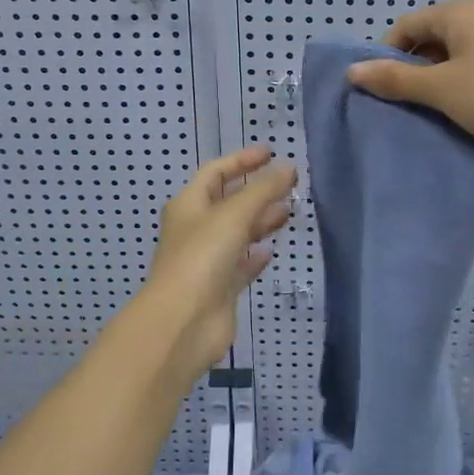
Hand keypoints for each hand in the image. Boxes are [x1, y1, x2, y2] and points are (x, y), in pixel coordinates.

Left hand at [136, 147, 295, 379]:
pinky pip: (241, 264)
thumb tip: (288, 167)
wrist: (183, 322)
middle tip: (290, 184)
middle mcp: (196, 228)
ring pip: (238, 232)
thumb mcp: (234, 214)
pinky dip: (255, 255)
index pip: (216, 172)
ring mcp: (207, 259)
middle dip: (257, 191)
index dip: (242, 160)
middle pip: (229, 201)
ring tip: (289, 211)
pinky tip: (271, 250)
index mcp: (189, 204)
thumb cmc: (202, 257)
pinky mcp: (220, 287)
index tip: (271, 152)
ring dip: (261, 220)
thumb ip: (264, 189)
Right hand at [345, 0, 473, 172]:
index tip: (383, 89)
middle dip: (412, 67)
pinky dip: (461, 83)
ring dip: (436, 78)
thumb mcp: (440, 89)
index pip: (407, 25)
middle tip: (405, 102)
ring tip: (431, 109)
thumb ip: (395, 79)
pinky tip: (461, 110)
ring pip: (454, 54)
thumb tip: (352, 71)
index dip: (388, 55)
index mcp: (462, 12)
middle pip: (431, 36)